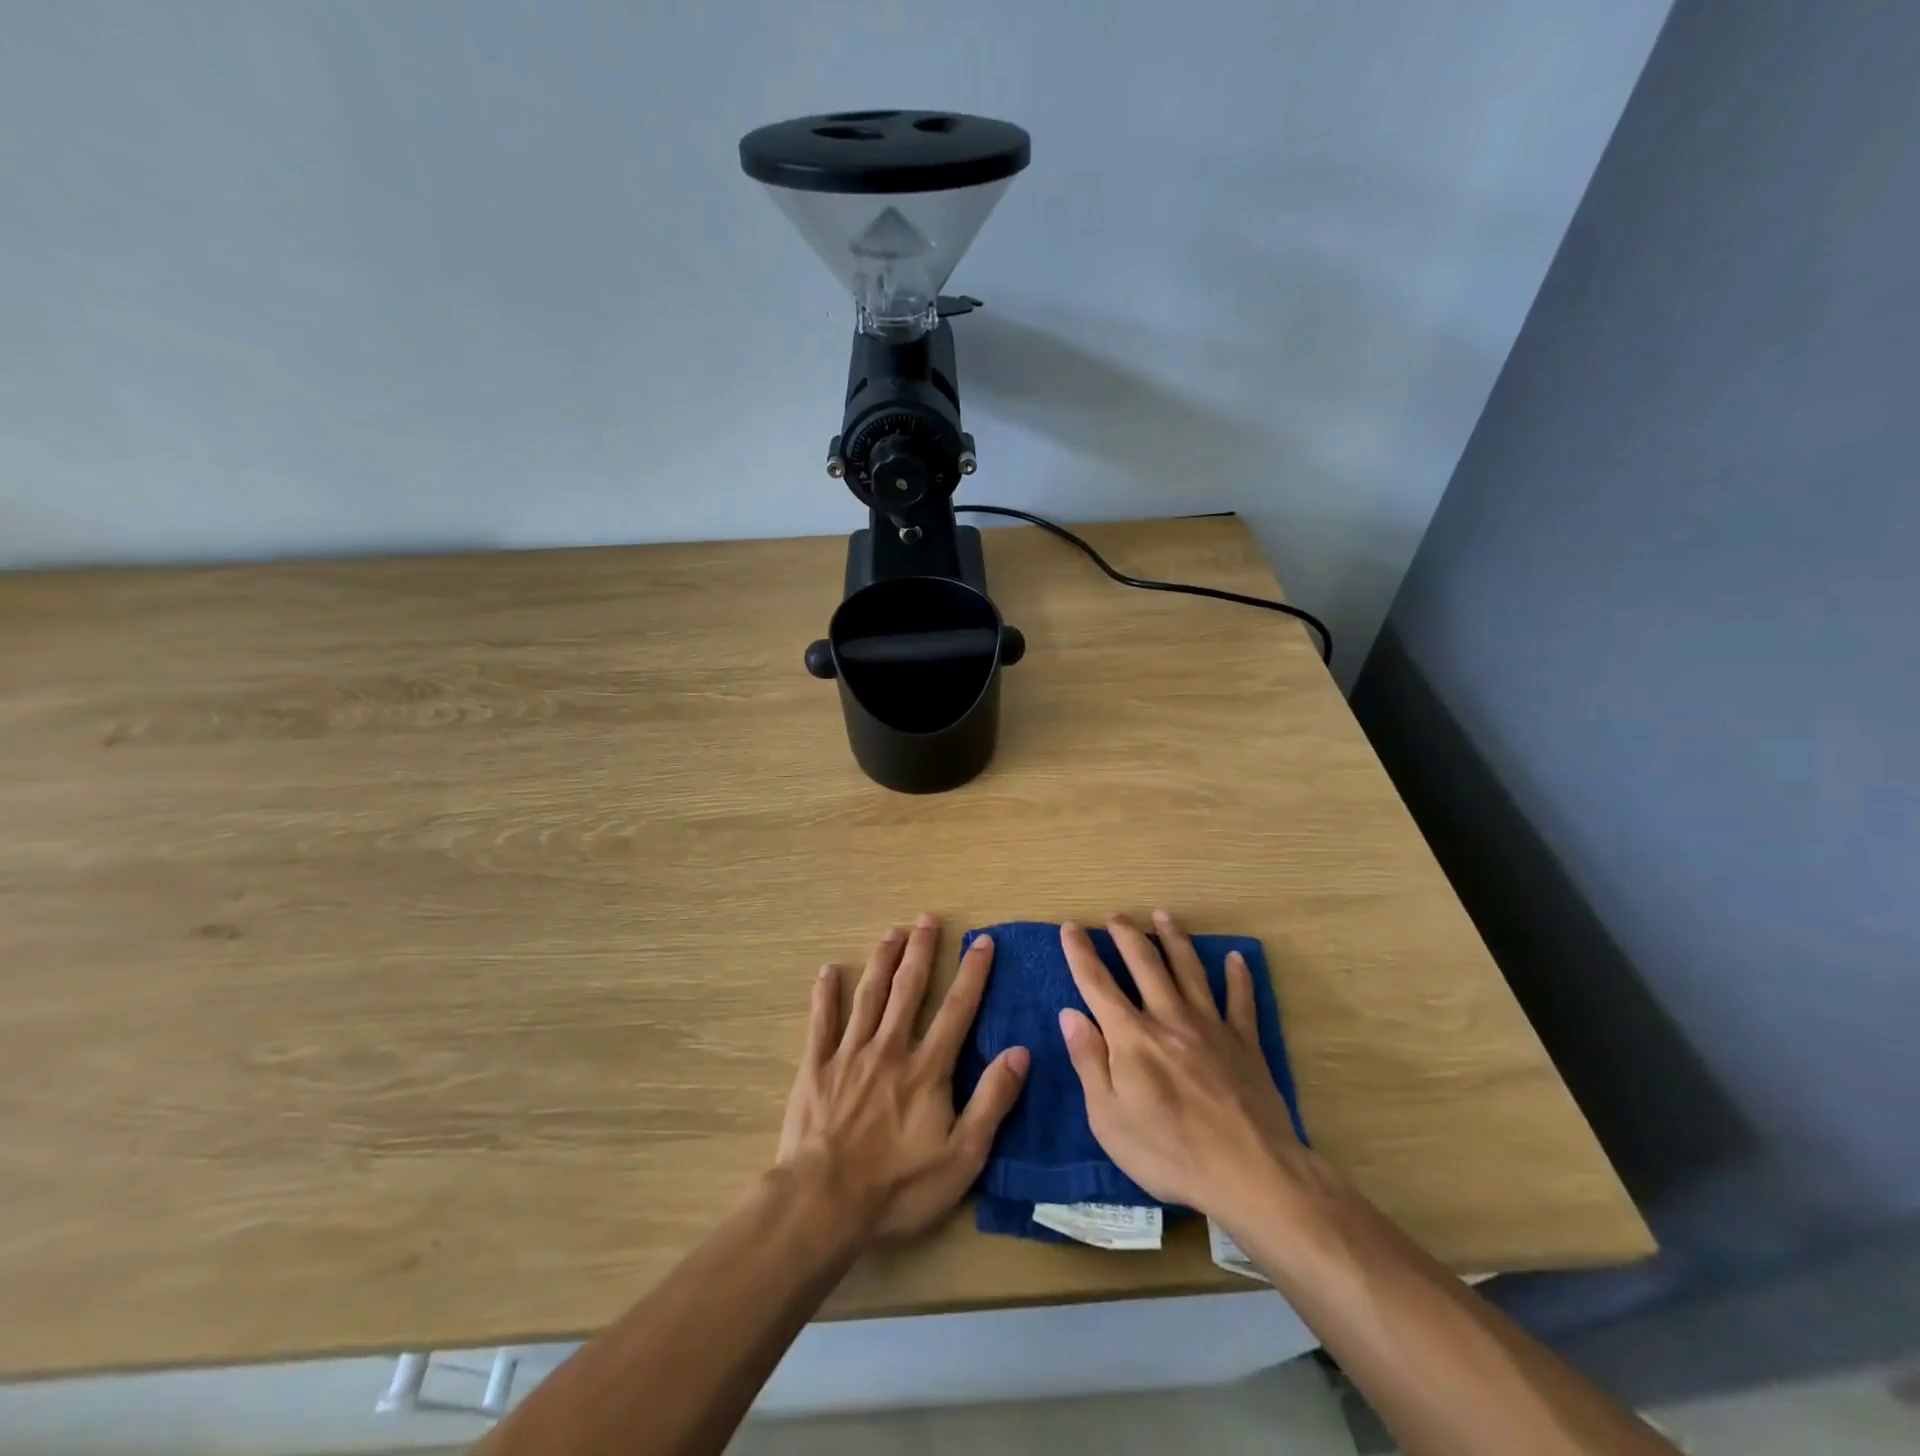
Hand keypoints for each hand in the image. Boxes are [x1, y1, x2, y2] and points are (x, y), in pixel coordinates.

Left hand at [778, 915, 1028, 1240]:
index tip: (982, 941)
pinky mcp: (817, 1067)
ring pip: (869, 995)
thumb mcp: (962, 1156)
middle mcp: (890, 1047)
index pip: (957, 1009)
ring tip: (892, 931)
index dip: (972, 973)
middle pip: (909, 989)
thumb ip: (992, 1101)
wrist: (825, 1203)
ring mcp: (850, 1054)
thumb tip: (1020, 1052)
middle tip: (927, 919)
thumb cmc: (899, 1186)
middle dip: (921, 951)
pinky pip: (822, 1022)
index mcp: (927, 1068)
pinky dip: (826, 994)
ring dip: (882, 960)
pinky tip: (828, 970)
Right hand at [1058, 912, 1334, 1227]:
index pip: (1097, 984)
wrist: (1251, 1174)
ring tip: (1163, 915)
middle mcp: (1169, 1018)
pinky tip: (1235, 958)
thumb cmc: (1169, 1154)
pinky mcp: (1245, 1044)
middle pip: (1145, 964)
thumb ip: (1089, 1061)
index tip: (1070, 927)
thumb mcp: (1109, 1119)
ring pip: (1189, 970)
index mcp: (1132, 1037)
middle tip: (1116, 915)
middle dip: (1127, 935)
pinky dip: (1238, 977)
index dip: (1081, 953)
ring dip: (1174, 939)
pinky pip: (1241, 1000)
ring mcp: (1211, 1027)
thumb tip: (1070, 1014)